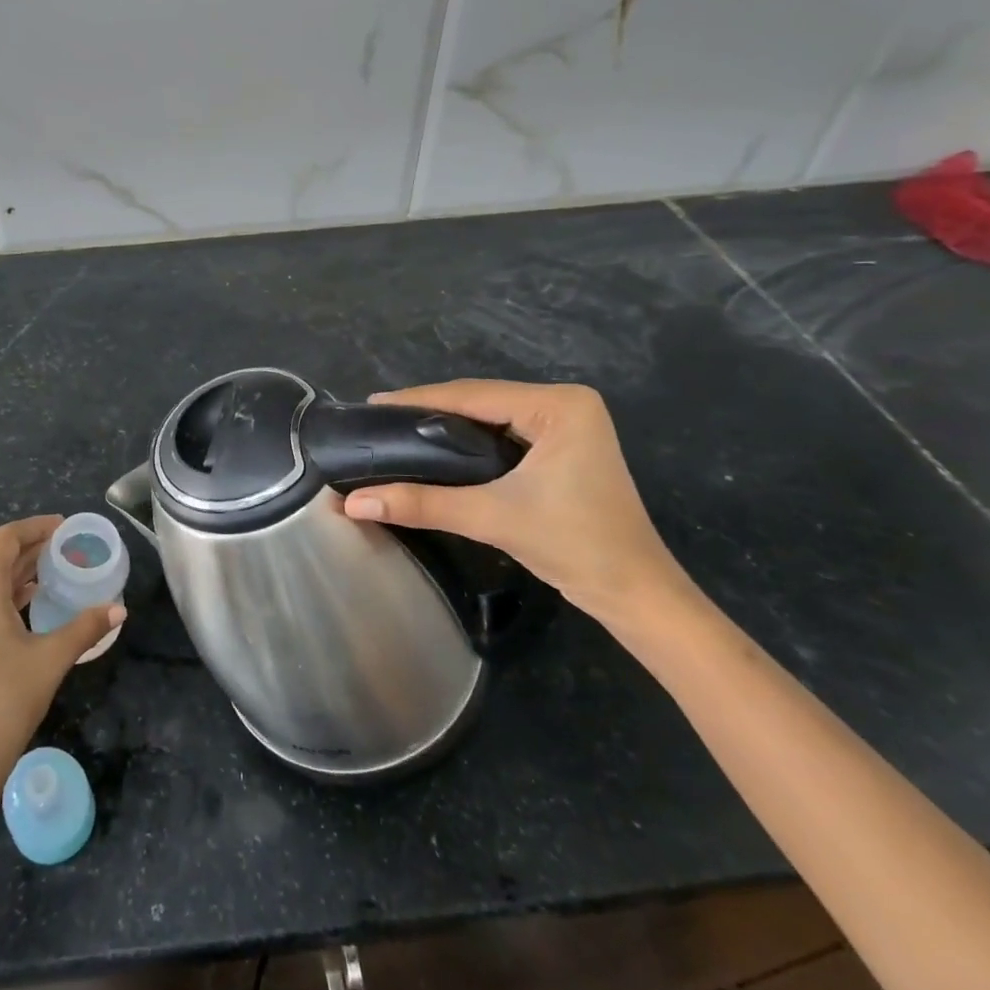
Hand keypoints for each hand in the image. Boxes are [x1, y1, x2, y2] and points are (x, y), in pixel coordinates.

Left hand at [0, 515, 124, 815]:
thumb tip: (120, 610)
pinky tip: (33, 600)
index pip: (6, 539)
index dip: (36, 527)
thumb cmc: (5, 699)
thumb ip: (85, 627)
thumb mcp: (51, 658)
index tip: (65, 527)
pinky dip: (8, 593)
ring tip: (57, 570)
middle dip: (33, 549)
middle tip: (69, 548)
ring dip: (21, 571)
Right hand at [342, 381, 692, 625]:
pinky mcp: (563, 448)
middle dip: (428, 410)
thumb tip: (353, 501)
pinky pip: (503, 433)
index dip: (418, 399)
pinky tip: (435, 447)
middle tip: (378, 419)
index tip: (372, 404)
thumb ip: (421, 503)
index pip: (473, 394)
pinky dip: (468, 441)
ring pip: (490, 416)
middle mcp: (565, 403)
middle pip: (481, 400)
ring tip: (396, 429)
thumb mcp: (492, 517)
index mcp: (559, 405)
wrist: (636, 595)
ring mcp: (567, 425)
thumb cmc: (575, 545)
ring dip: (446, 425)